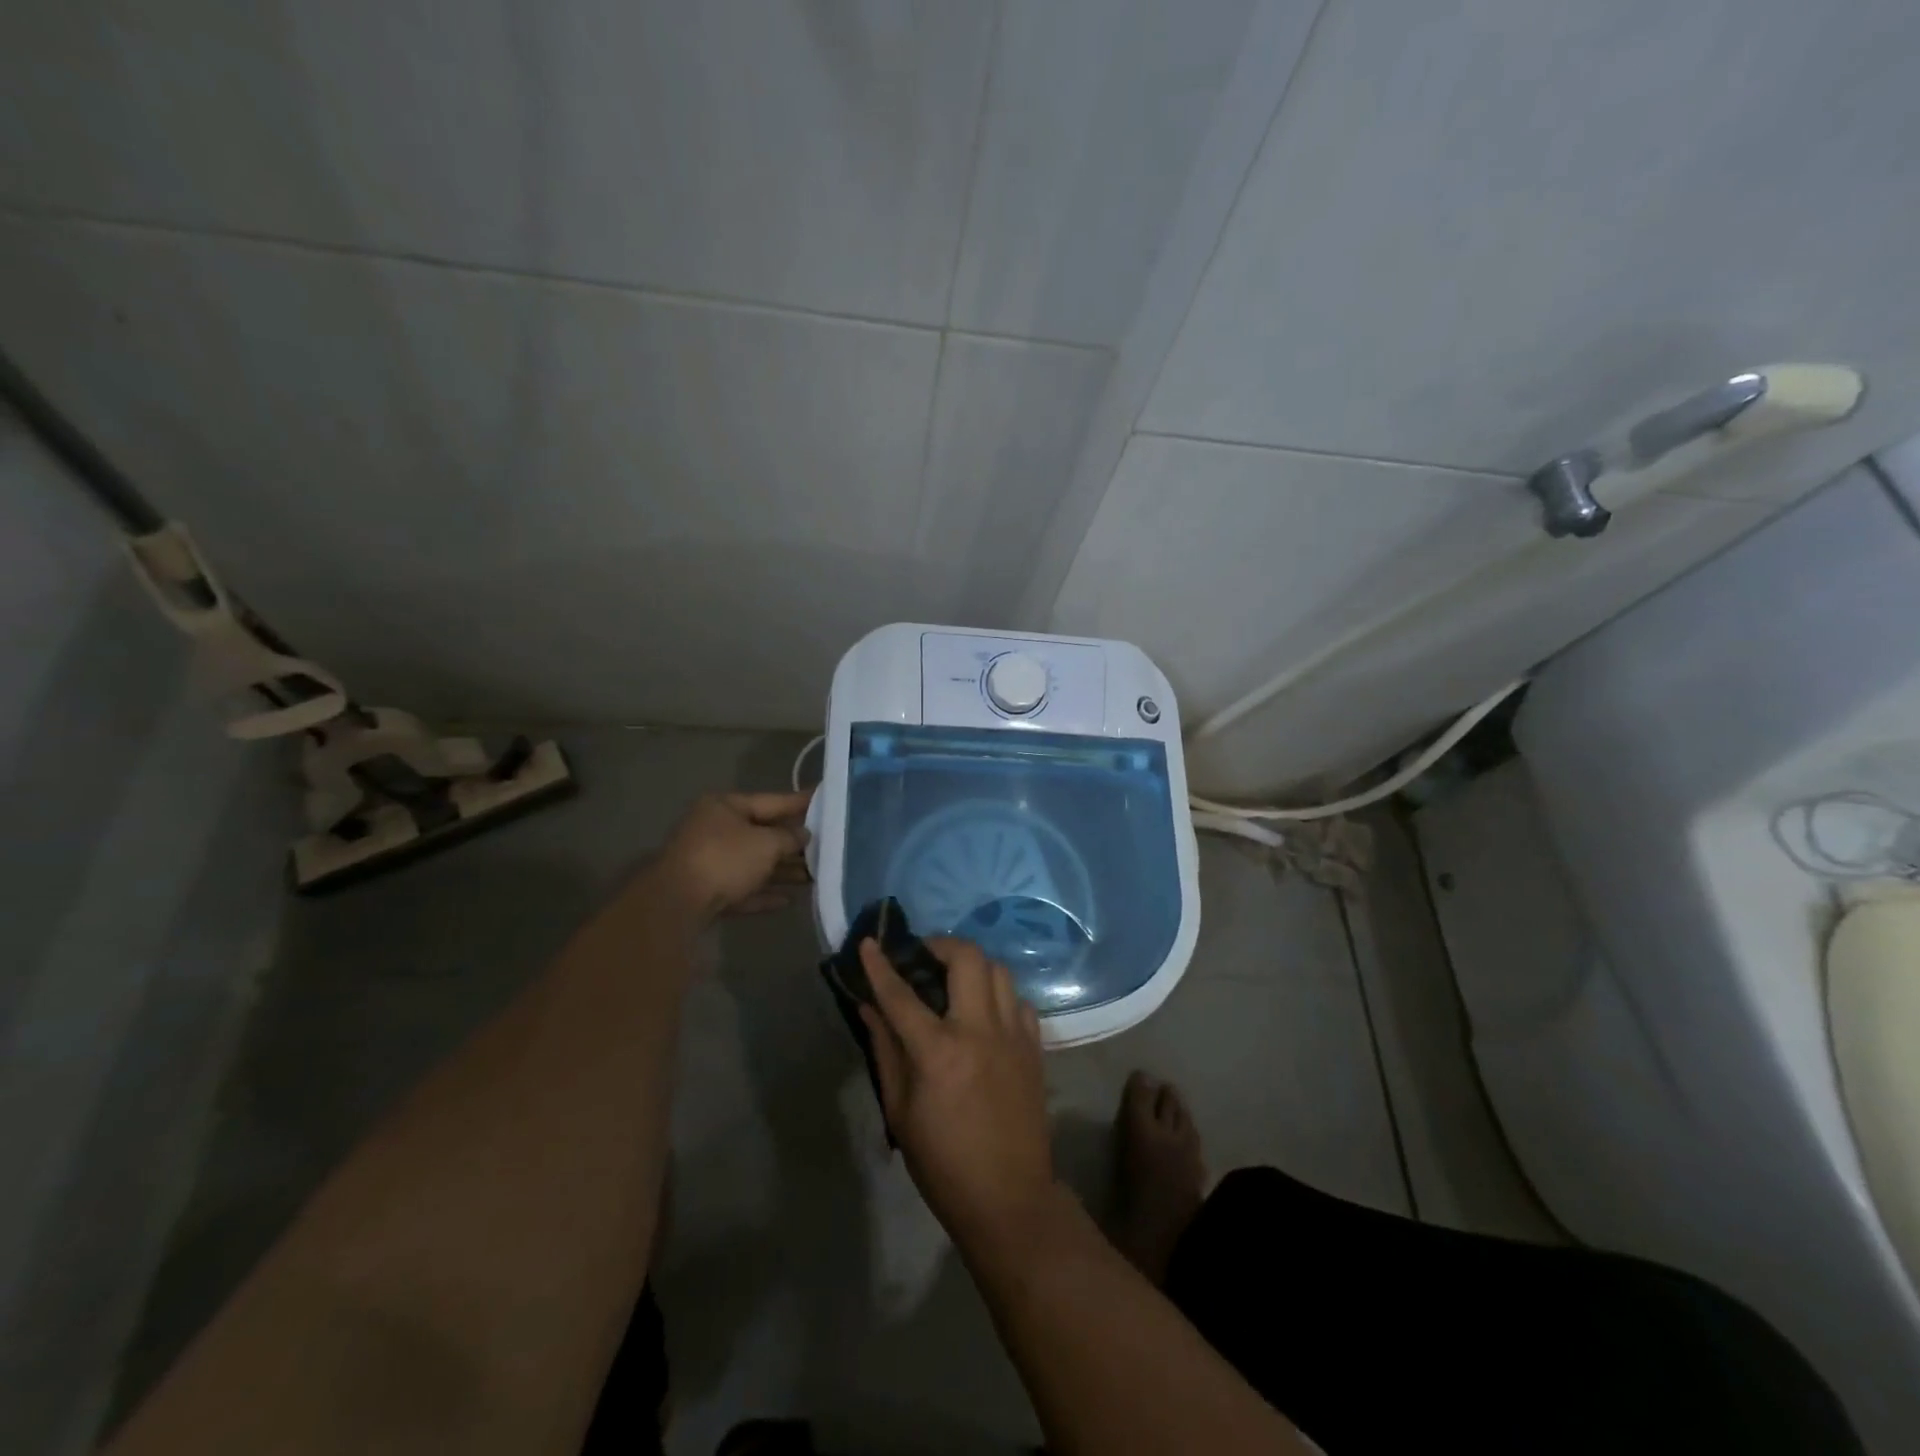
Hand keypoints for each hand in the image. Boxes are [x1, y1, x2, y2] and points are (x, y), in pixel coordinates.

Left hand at [653, 790, 811, 920]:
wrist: (677, 903)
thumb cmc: (725, 859)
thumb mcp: (766, 844)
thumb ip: (789, 838)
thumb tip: (803, 834)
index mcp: (725, 806)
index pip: (771, 800)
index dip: (799, 802)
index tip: (824, 798)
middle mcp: (714, 829)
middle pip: (762, 833)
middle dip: (792, 843)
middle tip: (825, 846)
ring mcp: (708, 862)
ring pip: (753, 863)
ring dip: (781, 871)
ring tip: (813, 877)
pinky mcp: (706, 891)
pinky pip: (741, 888)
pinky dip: (763, 893)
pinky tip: (788, 901)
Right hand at [858, 937, 1063, 1253]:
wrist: (1009, 1198)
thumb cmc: (943, 1162)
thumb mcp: (900, 1111)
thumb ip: (885, 1050)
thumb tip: (869, 1007)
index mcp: (939, 1052)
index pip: (901, 994)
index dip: (881, 965)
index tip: (870, 942)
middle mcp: (980, 1031)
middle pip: (967, 958)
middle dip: (941, 944)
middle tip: (923, 956)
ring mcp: (1013, 1035)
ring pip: (998, 970)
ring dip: (972, 965)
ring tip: (953, 980)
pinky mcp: (1035, 1046)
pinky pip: (1018, 1000)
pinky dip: (998, 995)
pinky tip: (984, 1013)